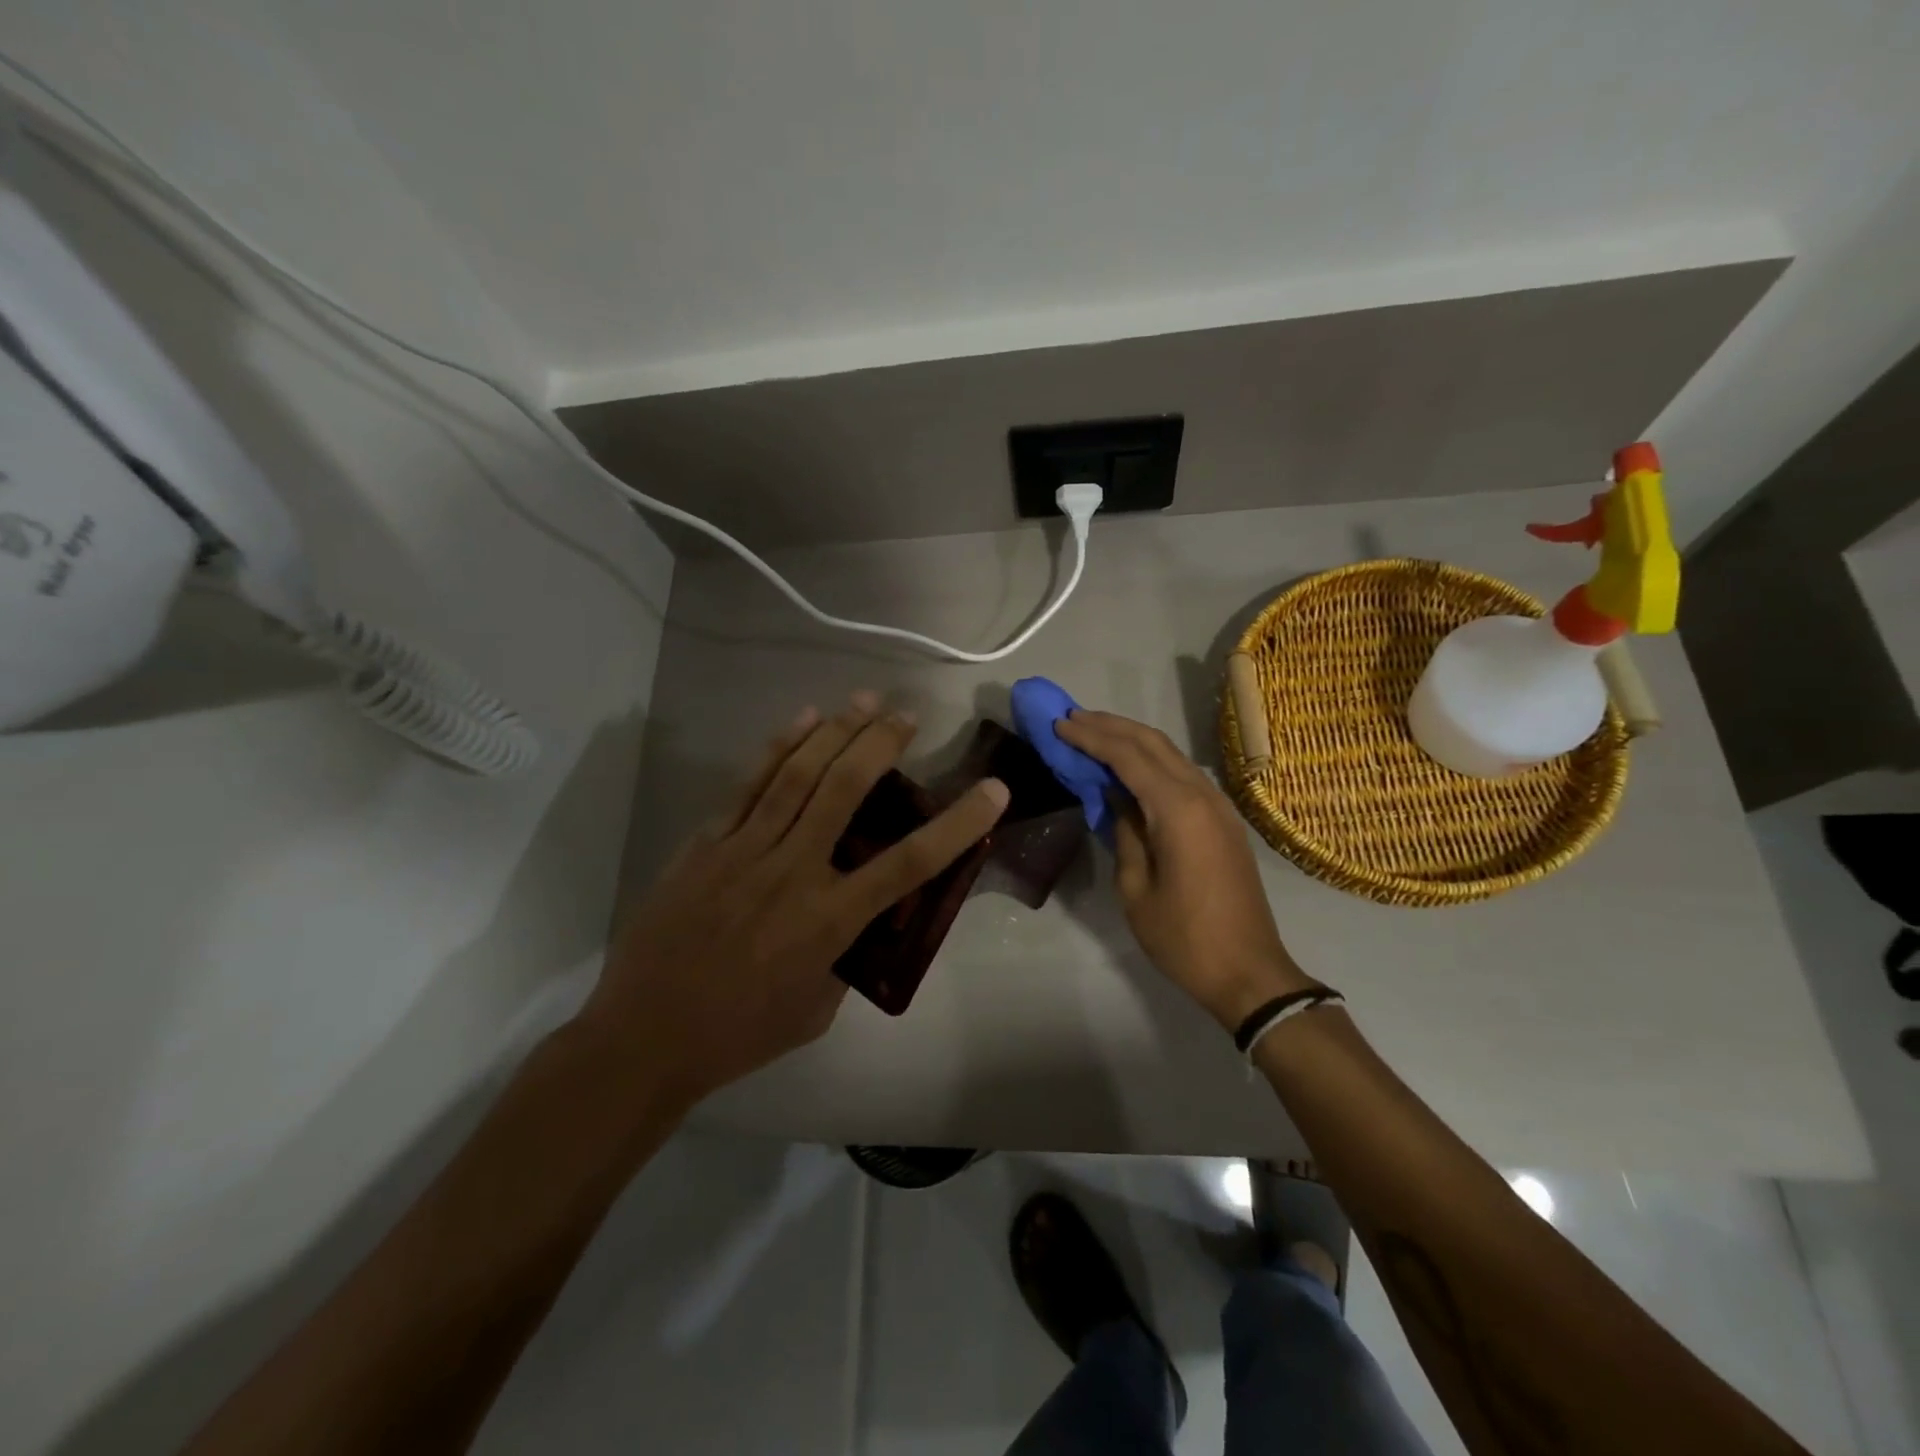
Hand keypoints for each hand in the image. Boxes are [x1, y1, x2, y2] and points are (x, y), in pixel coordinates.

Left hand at [582, 693, 1008, 1106]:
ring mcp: (745, 851)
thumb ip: (843, 957)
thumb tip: (854, 919)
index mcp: (829, 920)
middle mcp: (793, 872)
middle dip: (882, 744)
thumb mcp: (816, 1009)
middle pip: (845, 790)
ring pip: (798, 776)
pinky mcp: (706, 844)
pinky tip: (802, 720)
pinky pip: (748, 786)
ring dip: (836, 731)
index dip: (957, 825)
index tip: (993, 790)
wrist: (643, 1037)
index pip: (909, 863)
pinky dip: (779, 748)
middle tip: (907, 715)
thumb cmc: (739, 1033)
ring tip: (865, 700)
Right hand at [1055, 710, 1313, 1029]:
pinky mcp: (1222, 820)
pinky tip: (1127, 767)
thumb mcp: (1136, 888)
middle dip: (1110, 726)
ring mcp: (1218, 806)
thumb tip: (1115, 799)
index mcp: (1178, 810)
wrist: (1249, 972)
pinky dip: (1150, 761)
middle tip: (1071, 718)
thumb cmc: (1184, 938)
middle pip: (1152, 743)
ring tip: (1092, 733)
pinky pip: (1182, 774)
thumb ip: (1124, 833)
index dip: (1091, 737)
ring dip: (1131, 739)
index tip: (1059, 725)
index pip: (1128, 756)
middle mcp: (1202, 795)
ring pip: (1170, 754)